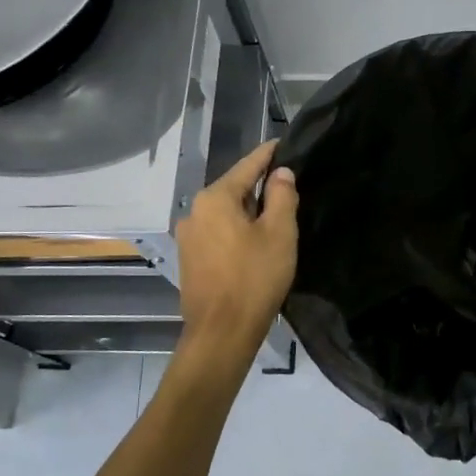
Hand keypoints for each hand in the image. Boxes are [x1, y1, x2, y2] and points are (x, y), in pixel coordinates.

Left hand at [175, 140, 298, 352]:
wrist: (222, 333)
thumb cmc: (254, 278)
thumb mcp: (279, 233)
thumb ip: (281, 196)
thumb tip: (280, 172)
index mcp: (214, 198)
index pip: (246, 166)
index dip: (267, 154)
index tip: (282, 143)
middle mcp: (194, 212)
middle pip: (233, 189)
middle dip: (259, 186)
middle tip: (287, 187)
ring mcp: (188, 237)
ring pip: (224, 213)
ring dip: (247, 212)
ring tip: (274, 216)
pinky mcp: (189, 260)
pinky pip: (217, 233)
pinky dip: (235, 230)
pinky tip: (253, 242)